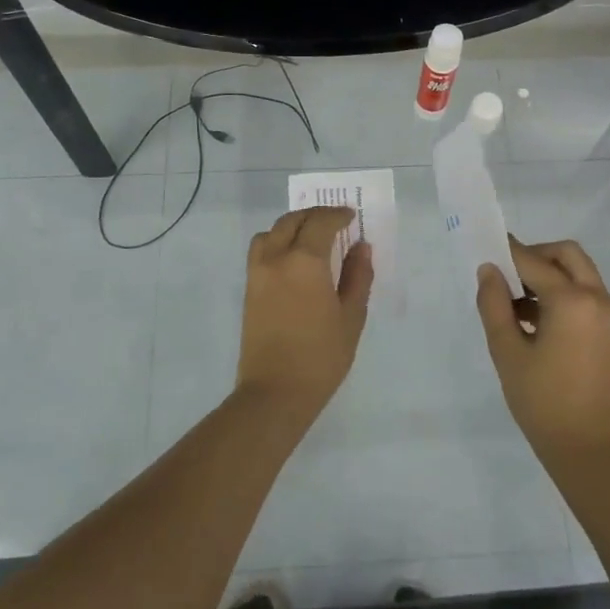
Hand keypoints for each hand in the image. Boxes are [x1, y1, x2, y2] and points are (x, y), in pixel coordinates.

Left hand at [237, 207, 373, 420]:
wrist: (275, 392)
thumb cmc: (321, 356)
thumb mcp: (351, 317)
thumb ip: (357, 277)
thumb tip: (361, 248)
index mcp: (305, 261)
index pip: (321, 223)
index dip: (337, 215)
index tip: (351, 216)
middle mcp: (276, 258)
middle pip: (292, 221)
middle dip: (314, 216)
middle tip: (334, 222)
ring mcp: (257, 273)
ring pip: (271, 232)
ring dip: (291, 226)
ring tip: (310, 238)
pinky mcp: (248, 289)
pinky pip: (260, 251)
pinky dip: (277, 242)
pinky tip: (293, 260)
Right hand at [476, 237, 609, 465]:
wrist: (586, 448)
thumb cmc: (541, 400)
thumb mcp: (507, 350)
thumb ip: (494, 304)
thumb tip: (489, 270)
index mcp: (572, 301)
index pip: (533, 262)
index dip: (507, 251)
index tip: (485, 245)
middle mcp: (598, 298)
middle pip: (566, 255)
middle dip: (535, 256)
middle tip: (507, 275)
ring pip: (579, 273)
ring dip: (549, 274)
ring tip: (515, 302)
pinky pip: (586, 294)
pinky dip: (562, 292)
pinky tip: (534, 319)